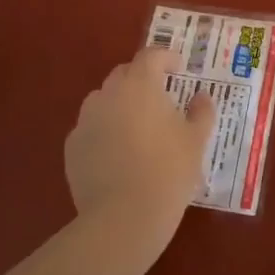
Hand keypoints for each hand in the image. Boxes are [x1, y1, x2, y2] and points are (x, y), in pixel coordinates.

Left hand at [64, 47, 213, 244]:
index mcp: (140, 85)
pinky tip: (117, 153)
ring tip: (137, 126)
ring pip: (103, 100)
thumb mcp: (196, 141)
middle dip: (142, 79)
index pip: (151, 56)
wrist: (123, 217)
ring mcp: (85, 121)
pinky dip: (104, 131)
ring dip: (120, 104)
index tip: (179, 69)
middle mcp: (108, 95)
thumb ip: (201, 112)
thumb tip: (202, 97)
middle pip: (124, 74)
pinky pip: (91, 128)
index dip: (166, 58)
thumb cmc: (168, 171)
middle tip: (160, 97)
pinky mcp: (72, 148)